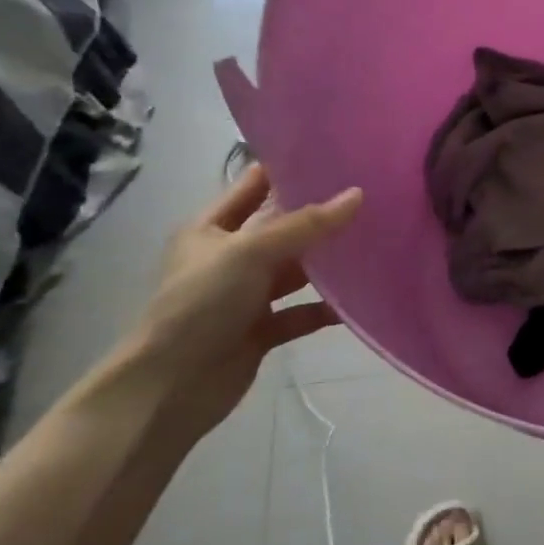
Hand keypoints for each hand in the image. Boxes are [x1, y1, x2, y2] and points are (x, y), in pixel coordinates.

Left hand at [118, 164, 361, 439]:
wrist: (168, 389)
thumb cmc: (200, 304)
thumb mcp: (250, 252)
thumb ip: (306, 225)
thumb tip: (358, 195)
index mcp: (211, 228)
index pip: (254, 185)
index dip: (289, 169)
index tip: (337, 155)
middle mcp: (229, 257)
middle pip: (282, 228)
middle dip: (321, 216)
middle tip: (371, 196)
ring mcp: (245, 295)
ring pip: (295, 270)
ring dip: (327, 263)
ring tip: (375, 243)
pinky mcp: (260, 330)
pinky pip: (300, 312)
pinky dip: (324, 308)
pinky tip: (359, 300)